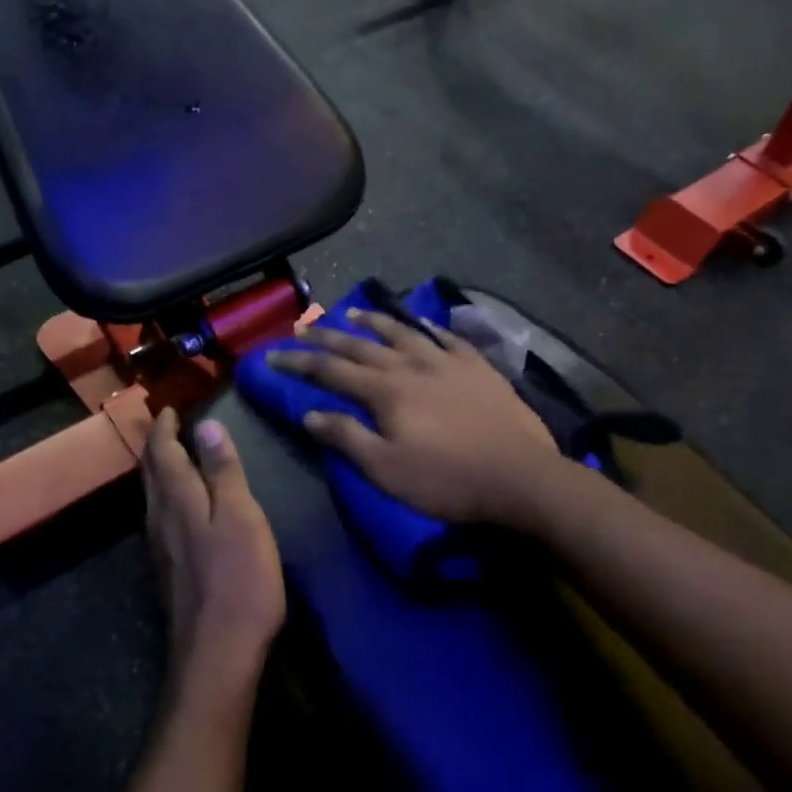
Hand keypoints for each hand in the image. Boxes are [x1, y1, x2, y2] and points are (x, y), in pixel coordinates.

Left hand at [141, 409, 284, 701]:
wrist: (217, 652)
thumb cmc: (238, 577)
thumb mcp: (240, 516)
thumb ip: (222, 471)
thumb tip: (206, 425)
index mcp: (177, 499)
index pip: (162, 452)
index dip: (164, 427)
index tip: (169, 407)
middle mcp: (159, 519)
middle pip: (151, 473)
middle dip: (158, 445)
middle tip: (168, 425)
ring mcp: (161, 547)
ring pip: (154, 496)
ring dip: (161, 470)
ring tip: (175, 455)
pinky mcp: (169, 569)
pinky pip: (162, 516)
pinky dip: (169, 495)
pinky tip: (183, 504)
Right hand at [266, 309, 560, 525]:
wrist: (519, 476)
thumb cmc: (447, 480)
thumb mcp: (386, 469)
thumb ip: (346, 437)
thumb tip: (310, 414)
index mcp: (386, 391)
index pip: (331, 370)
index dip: (299, 362)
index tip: (272, 355)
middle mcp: (412, 365)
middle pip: (362, 345)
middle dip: (328, 336)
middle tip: (304, 328)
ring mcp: (448, 362)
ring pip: (404, 332)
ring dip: (376, 321)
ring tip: (356, 312)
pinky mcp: (478, 367)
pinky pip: (449, 338)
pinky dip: (430, 328)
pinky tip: (424, 324)